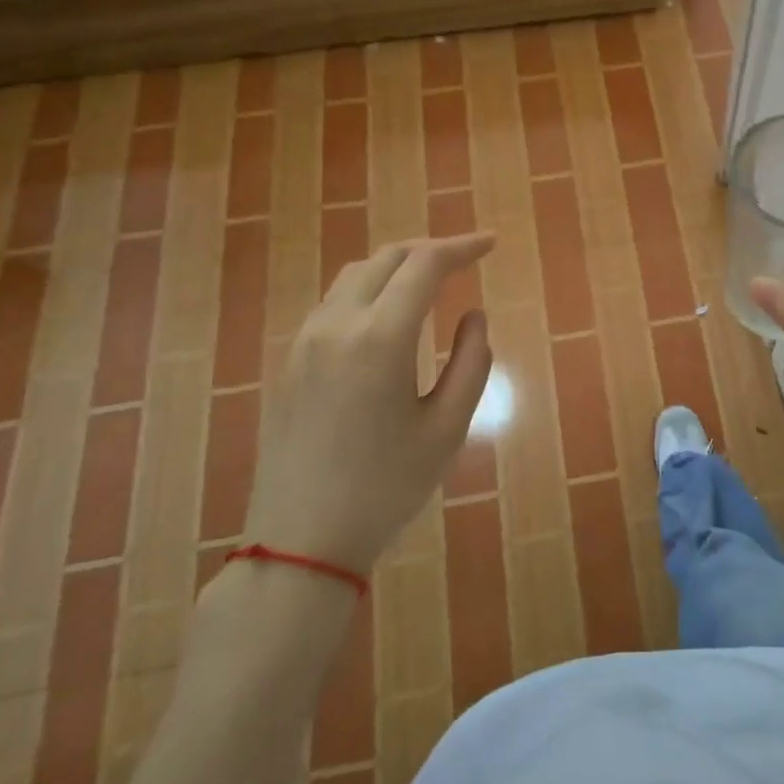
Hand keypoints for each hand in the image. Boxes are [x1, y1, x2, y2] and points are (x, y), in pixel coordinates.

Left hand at [245, 234, 495, 575]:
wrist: (301, 539)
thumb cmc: (386, 486)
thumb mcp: (447, 428)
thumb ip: (471, 363)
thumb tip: (473, 316)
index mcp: (380, 337)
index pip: (424, 265)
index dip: (461, 247)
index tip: (491, 244)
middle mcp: (337, 324)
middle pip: (386, 259)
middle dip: (429, 250)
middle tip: (466, 258)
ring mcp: (306, 341)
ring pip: (354, 275)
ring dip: (396, 266)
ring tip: (430, 279)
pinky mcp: (291, 361)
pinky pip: (334, 302)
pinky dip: (369, 288)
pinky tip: (388, 314)